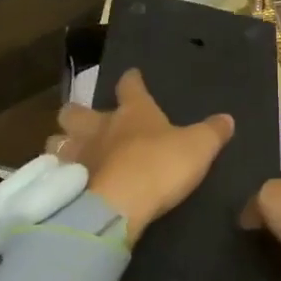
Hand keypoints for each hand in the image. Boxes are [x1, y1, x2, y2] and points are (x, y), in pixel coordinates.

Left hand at [54, 70, 232, 242]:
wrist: (117, 205)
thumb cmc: (160, 166)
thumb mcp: (198, 148)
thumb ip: (212, 132)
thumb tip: (228, 118)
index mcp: (133, 112)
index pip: (130, 85)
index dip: (131, 80)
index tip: (132, 76)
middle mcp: (99, 127)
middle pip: (76, 111)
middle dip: (77, 113)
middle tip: (84, 121)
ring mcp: (77, 154)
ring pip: (57, 140)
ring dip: (62, 144)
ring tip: (69, 153)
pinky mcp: (63, 183)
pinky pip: (52, 173)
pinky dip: (56, 175)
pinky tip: (63, 184)